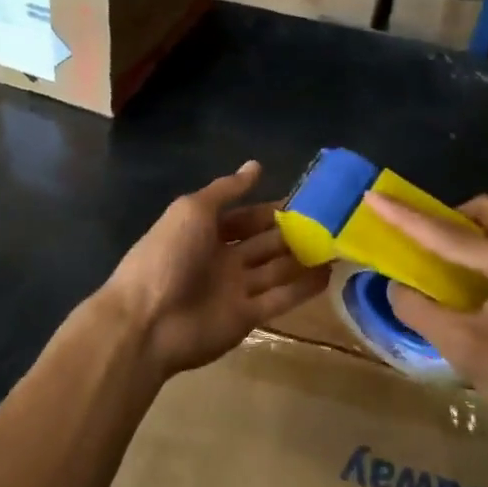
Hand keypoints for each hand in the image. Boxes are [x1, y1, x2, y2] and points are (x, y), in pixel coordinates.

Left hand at [102, 161, 329, 380]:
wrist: (147, 321)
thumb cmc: (168, 256)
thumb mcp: (193, 210)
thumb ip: (226, 190)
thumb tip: (255, 165)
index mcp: (205, 231)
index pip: (245, 217)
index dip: (272, 209)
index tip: (309, 201)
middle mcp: (222, 258)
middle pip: (264, 243)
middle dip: (293, 233)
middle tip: (332, 223)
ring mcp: (234, 289)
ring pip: (276, 270)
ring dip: (304, 259)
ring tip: (339, 246)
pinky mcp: (246, 318)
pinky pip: (279, 299)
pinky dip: (302, 288)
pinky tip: (329, 275)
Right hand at [369, 193, 487, 445]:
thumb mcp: (461, 347)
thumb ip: (419, 310)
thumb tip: (395, 286)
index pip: (450, 235)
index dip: (406, 217)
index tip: (374, 197)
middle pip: (482, 212)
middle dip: (444, 218)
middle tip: (415, 240)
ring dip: (464, 235)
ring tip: (437, 261)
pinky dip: (482, 251)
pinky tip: (468, 280)